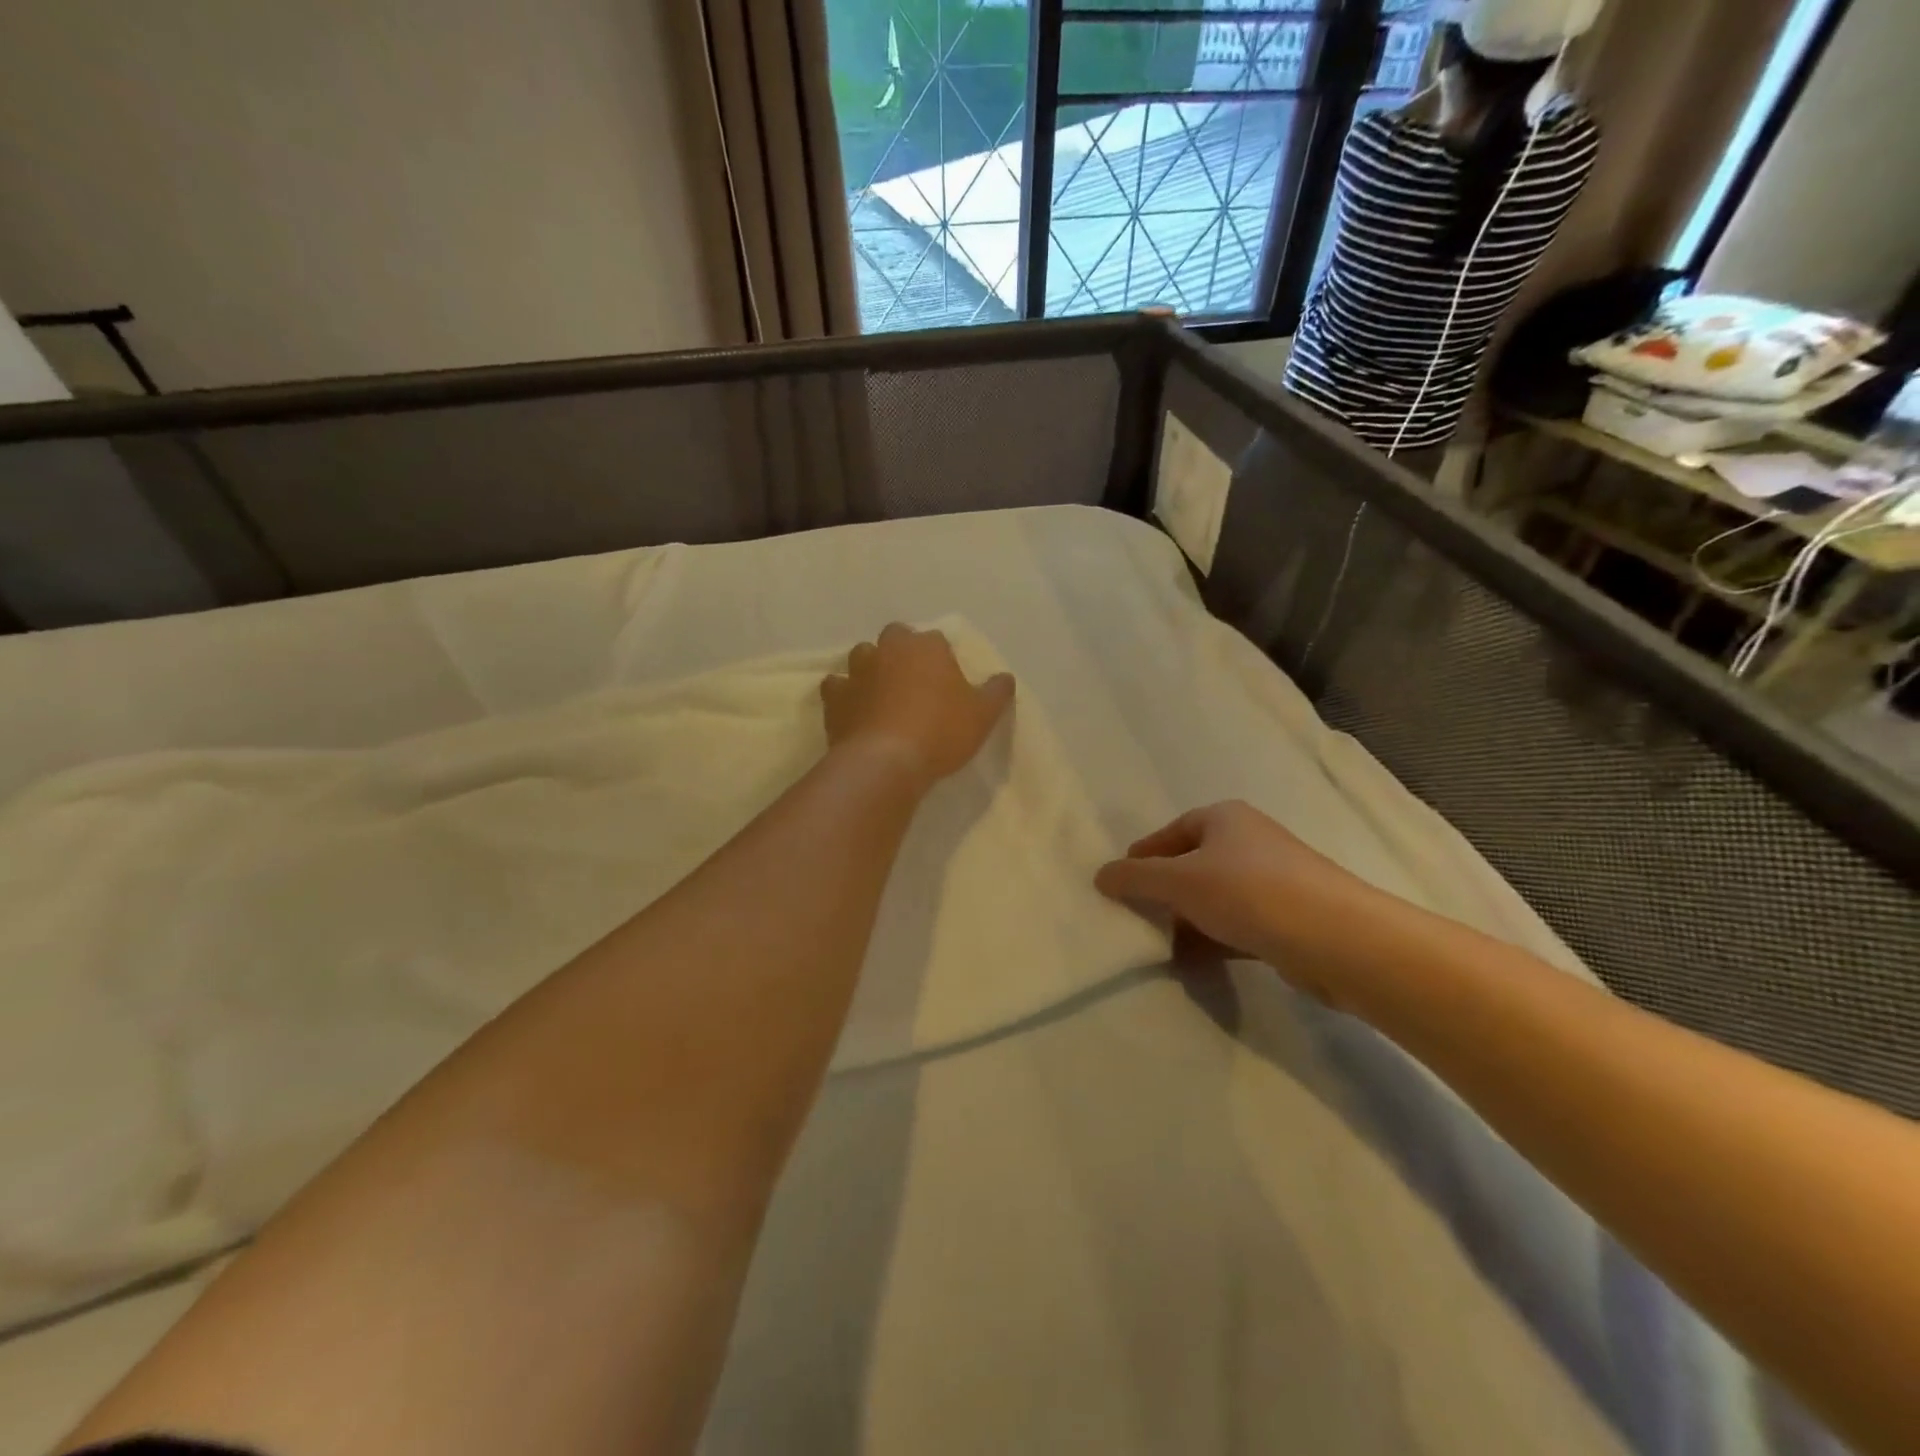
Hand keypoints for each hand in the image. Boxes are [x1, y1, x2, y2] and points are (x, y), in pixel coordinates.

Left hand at [821, 624, 1014, 787]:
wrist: (886, 761)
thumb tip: (1005, 678)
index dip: (941, 657)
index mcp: (927, 647)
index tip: (947, 680)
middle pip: (895, 637)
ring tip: (882, 692)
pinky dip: (844, 693)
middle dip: (902, 651)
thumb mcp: (983, 716)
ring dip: (871, 667)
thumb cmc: (941, 732)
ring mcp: (857, 671)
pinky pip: (837, 687)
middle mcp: (889, 649)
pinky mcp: (835, 698)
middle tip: (914, 680)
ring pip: (862, 656)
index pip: (936, 640)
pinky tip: (853, 709)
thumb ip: (997, 692)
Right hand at [1094, 801, 1399, 1004]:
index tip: (1120, 884)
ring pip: (1216, 897)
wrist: (1335, 937)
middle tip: (1138, 918)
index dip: (1143, 856)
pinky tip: (1198, 962)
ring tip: (1163, 947)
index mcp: (1224, 818)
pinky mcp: (1290, 917)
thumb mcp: (1178, 881)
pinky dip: (1216, 938)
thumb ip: (1135, 878)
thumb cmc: (1248, 892)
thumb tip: (1101, 876)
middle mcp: (1250, 841)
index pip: (1171, 832)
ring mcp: (1274, 879)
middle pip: (1193, 865)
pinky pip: (1239, 923)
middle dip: (1165, 893)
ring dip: (1189, 920)